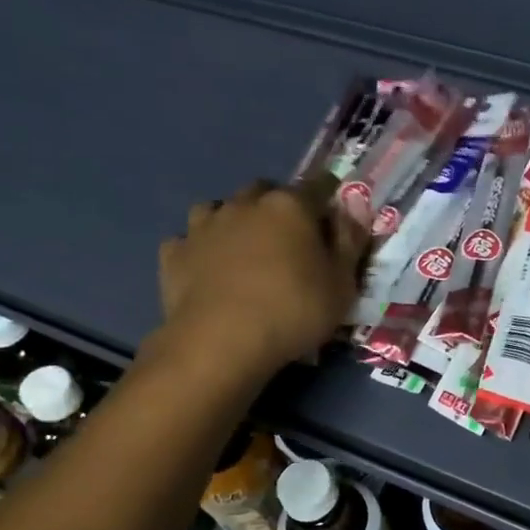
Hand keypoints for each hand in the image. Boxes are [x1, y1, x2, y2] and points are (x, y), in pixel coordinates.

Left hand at [152, 178, 368, 380]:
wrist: (220, 343)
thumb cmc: (293, 312)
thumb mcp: (342, 285)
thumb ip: (350, 242)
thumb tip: (354, 209)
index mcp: (290, 206)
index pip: (319, 186)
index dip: (330, 200)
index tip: (334, 220)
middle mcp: (245, 204)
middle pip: (266, 191)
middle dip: (278, 207)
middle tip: (289, 240)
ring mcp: (204, 225)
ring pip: (221, 208)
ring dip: (234, 222)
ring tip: (243, 250)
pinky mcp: (174, 253)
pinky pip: (189, 240)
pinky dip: (200, 249)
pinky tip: (207, 269)